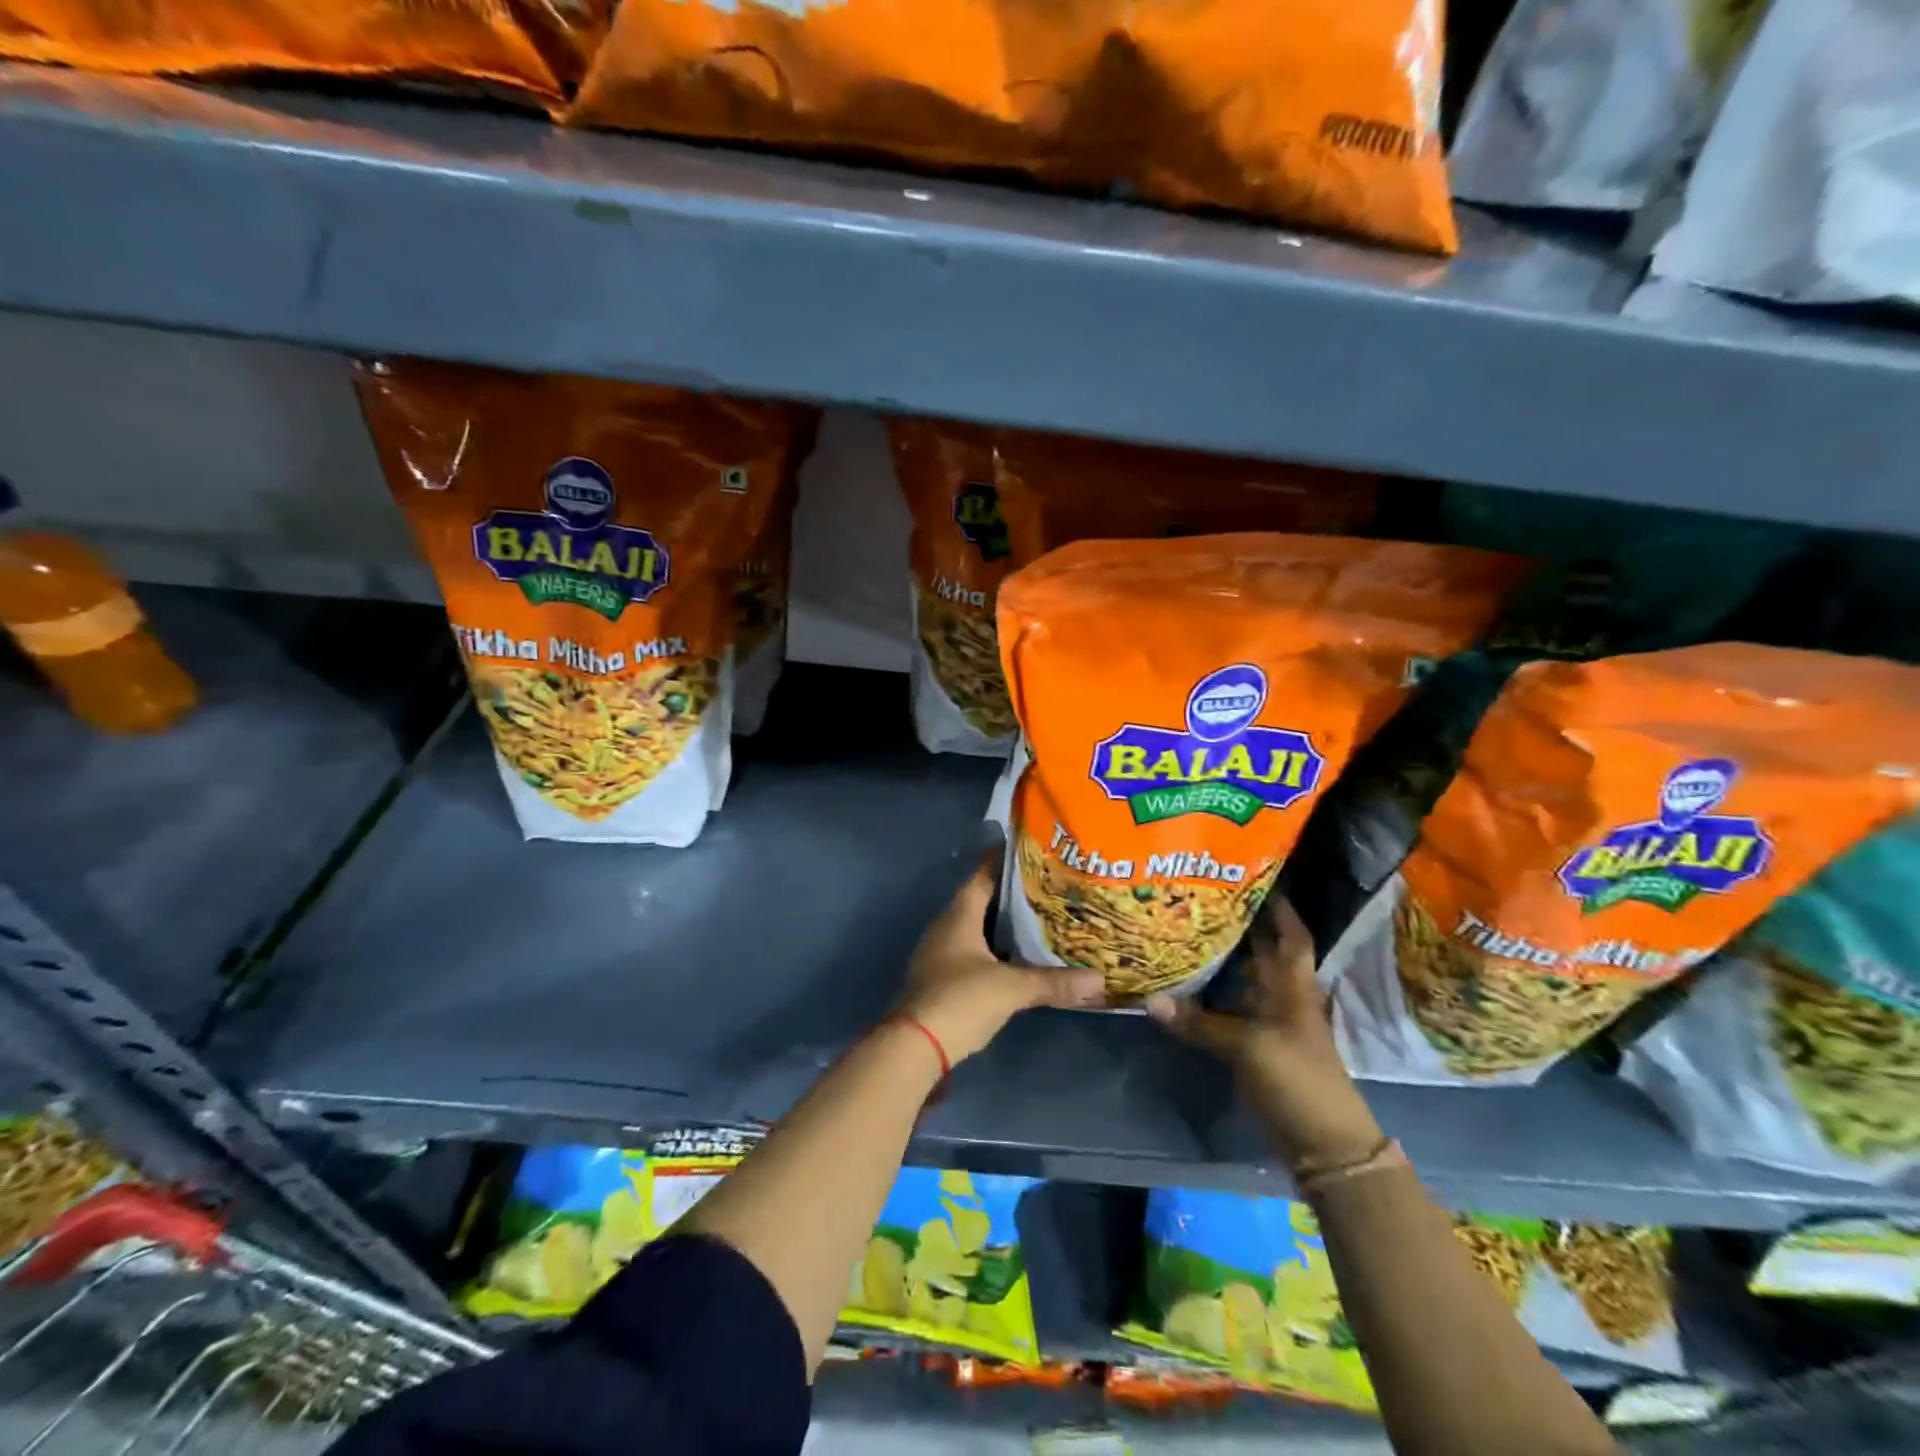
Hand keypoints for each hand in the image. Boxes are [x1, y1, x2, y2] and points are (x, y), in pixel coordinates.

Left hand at [897, 853, 1103, 1065]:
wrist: (914, 1047)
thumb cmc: (959, 1000)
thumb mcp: (1010, 989)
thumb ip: (1052, 982)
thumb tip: (1099, 979)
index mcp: (958, 916)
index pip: (983, 875)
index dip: (1004, 861)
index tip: (1030, 850)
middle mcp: (947, 927)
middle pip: (981, 900)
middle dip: (1011, 895)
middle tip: (1047, 887)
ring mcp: (941, 954)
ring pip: (977, 929)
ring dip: (1003, 924)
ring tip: (1040, 919)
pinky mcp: (943, 979)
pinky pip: (973, 952)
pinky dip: (995, 950)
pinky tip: (1018, 958)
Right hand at [1146, 896, 1381, 1171]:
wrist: (1324, 1144)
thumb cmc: (1297, 1079)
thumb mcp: (1248, 1047)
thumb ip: (1200, 1024)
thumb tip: (1150, 1000)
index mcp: (1294, 990)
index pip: (1292, 939)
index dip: (1281, 911)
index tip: (1259, 881)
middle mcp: (1284, 1000)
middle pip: (1263, 957)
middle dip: (1240, 930)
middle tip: (1202, 903)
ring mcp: (1272, 1027)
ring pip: (1244, 985)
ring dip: (1222, 965)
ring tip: (1186, 936)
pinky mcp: (1259, 1051)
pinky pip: (1232, 1014)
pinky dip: (1211, 1002)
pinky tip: (1186, 989)